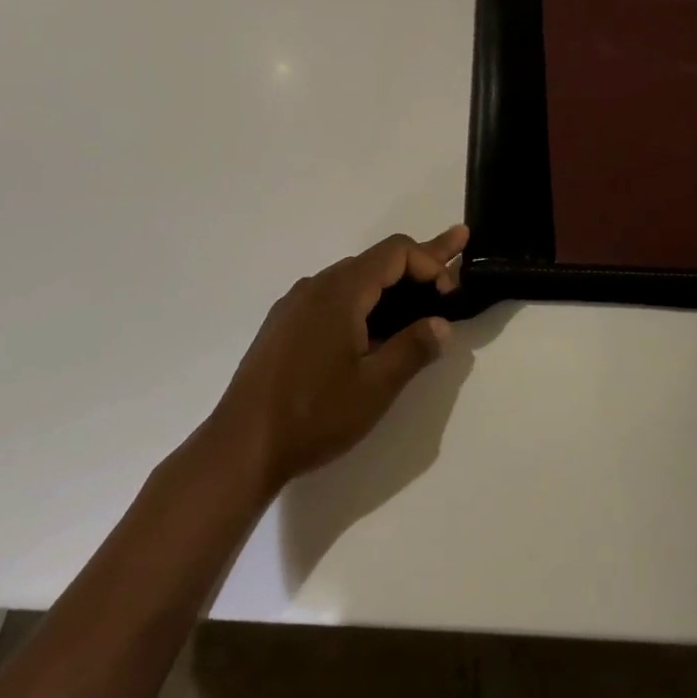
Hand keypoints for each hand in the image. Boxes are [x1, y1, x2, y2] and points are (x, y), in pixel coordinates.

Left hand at [211, 227, 468, 495]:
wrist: (240, 446)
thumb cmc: (313, 414)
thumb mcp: (375, 387)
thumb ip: (413, 349)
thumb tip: (442, 324)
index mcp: (340, 291)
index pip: (395, 252)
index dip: (431, 261)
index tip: (452, 292)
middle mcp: (316, 285)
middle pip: (376, 260)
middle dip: (418, 262)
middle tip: (456, 251)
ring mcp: (295, 304)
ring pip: (353, 279)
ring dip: (390, 283)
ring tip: (421, 292)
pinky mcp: (284, 325)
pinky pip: (332, 297)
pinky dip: (363, 299)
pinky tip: (371, 326)